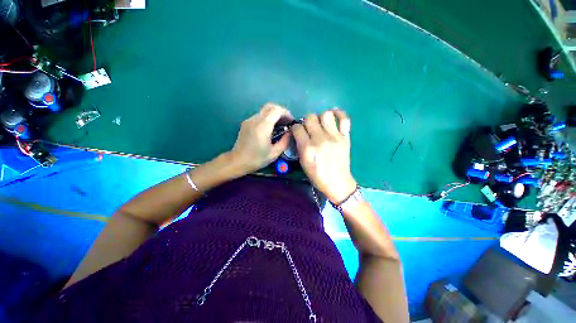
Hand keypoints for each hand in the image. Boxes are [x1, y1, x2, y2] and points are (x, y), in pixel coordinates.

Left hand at [230, 103, 292, 174]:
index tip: (291, 121)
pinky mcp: (246, 123)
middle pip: (270, 106)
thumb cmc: (257, 159)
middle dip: (281, 111)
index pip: (276, 110)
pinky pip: (259, 115)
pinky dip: (268, 118)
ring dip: (274, 114)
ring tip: (280, 125)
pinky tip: (270, 128)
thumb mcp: (274, 153)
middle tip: (286, 121)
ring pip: (264, 110)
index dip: (286, 113)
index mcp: (262, 127)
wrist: (237, 161)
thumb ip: (285, 141)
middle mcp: (255, 120)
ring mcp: (249, 120)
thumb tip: (290, 132)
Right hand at [292, 110, 357, 203]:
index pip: (297, 128)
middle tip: (309, 128)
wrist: (337, 182)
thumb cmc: (317, 175)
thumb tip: (299, 133)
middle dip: (306, 121)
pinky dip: (339, 114)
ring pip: (326, 114)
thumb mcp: (303, 162)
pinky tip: (334, 115)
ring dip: (320, 117)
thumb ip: (300, 146)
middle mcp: (320, 139)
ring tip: (320, 124)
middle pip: (310, 118)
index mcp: (308, 148)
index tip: (297, 132)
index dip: (295, 128)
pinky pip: (344, 119)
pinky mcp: (345, 138)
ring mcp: (334, 137)